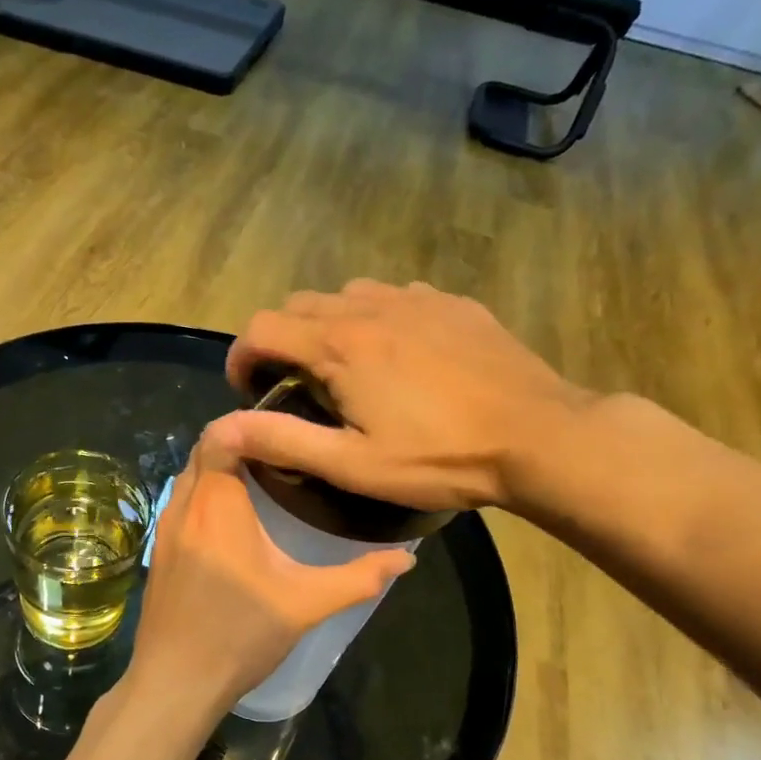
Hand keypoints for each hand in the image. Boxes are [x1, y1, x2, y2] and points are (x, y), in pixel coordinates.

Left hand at [121, 430, 415, 730]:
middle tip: (283, 452)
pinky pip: (181, 502)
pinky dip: (204, 493)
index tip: (286, 430)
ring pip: (189, 475)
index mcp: (218, 504)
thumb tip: (408, 558)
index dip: (249, 422)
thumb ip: (359, 578)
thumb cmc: (240, 636)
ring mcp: (165, 528)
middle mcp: (184, 505)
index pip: (221, 433)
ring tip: (263, 478)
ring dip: (219, 467)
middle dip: (239, 441)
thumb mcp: (306, 605)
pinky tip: (232, 519)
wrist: (175, 682)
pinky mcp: (158, 550)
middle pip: (203, 448)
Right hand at [223, 279, 594, 513]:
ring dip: (327, 326)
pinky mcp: (452, 303)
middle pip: (299, 306)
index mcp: (338, 345)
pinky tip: (398, 355)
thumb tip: (221, 428)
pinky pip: (394, 296)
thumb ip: (282, 440)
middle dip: (281, 341)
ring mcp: (415, 298)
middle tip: (294, 386)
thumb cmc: (439, 458)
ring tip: (345, 368)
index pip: (260, 328)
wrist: (539, 436)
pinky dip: (375, 318)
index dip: (240, 357)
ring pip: (346, 295)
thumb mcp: (352, 464)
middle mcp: (369, 306)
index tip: (248, 390)